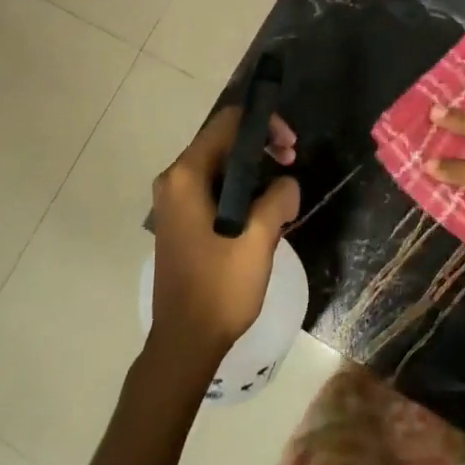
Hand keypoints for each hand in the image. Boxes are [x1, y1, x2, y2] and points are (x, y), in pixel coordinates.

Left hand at [149, 107, 299, 364]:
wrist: (185, 341)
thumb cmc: (220, 287)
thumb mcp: (259, 239)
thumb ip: (278, 198)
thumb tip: (286, 183)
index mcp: (186, 176)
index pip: (228, 123)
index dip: (264, 125)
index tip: (290, 148)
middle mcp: (173, 181)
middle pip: (222, 142)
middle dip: (261, 148)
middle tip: (291, 165)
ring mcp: (173, 202)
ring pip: (219, 167)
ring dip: (253, 172)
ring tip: (281, 196)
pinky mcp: (179, 222)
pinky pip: (212, 189)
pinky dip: (239, 191)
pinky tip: (262, 214)